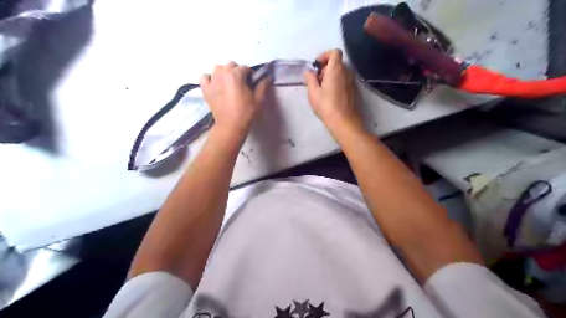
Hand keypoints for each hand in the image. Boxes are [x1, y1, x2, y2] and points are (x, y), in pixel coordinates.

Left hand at [199, 62, 270, 137]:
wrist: (230, 127)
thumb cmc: (246, 113)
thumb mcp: (259, 100)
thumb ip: (263, 85)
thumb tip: (267, 77)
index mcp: (235, 75)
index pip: (245, 68)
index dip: (250, 75)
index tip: (252, 85)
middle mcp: (222, 74)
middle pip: (231, 65)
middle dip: (237, 72)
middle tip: (241, 84)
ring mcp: (212, 81)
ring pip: (218, 68)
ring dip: (224, 73)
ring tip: (229, 84)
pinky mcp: (206, 89)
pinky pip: (204, 77)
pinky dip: (210, 78)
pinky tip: (216, 85)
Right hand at [305, 48, 362, 132]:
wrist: (343, 121)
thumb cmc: (326, 105)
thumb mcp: (313, 92)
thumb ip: (310, 79)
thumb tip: (309, 72)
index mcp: (336, 69)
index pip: (334, 52)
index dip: (325, 55)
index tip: (317, 65)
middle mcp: (346, 72)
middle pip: (337, 63)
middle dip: (326, 68)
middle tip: (317, 80)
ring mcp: (352, 81)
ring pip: (340, 72)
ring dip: (331, 76)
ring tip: (322, 89)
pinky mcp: (353, 91)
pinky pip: (344, 81)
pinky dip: (337, 83)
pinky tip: (330, 95)